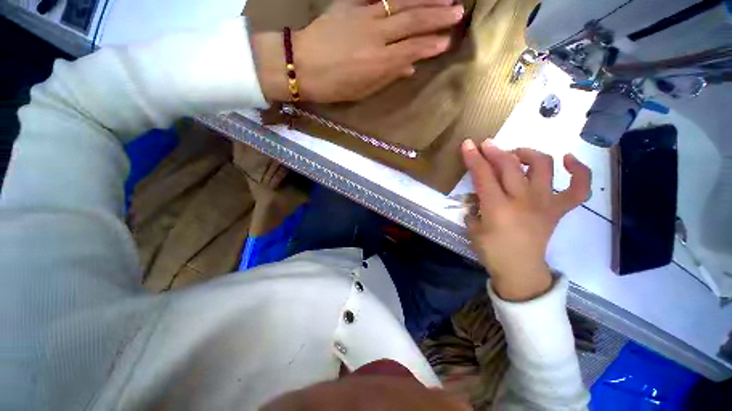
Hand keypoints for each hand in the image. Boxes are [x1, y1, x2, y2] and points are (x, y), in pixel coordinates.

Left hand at [253, 0, 462, 102]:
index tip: (448, 42)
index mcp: (378, 63)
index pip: (412, 50)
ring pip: (400, 3)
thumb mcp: (361, 90)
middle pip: (412, 22)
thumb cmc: (332, 85)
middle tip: (459, 12)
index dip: (432, 45)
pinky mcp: (351, 5)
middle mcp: (376, 37)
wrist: (300, 64)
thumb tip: (409, 68)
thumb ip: (387, 77)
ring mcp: (363, 16)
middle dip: (438, 16)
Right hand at [460, 139, 590, 300]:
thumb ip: (475, 207)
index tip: (468, 144)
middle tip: (487, 145)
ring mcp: (545, 203)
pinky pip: (578, 188)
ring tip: (517, 153)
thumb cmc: (492, 251)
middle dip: (495, 151)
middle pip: (510, 166)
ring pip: (544, 166)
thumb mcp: (473, 228)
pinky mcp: (559, 210)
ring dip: (528, 153)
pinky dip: (578, 171)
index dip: (474, 158)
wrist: (520, 271)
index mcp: (498, 208)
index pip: (483, 175)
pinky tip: (567, 161)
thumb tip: (478, 196)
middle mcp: (523, 200)